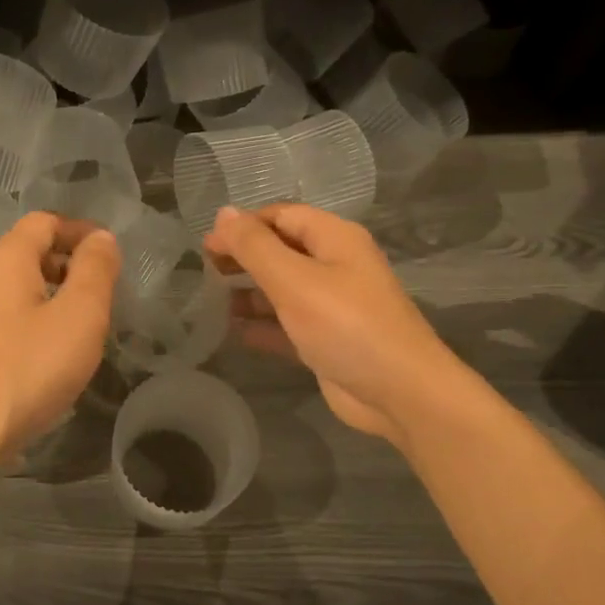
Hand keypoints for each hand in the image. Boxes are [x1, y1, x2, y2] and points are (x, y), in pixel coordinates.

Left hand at [0, 213, 121, 465]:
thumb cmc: (31, 367)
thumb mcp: (80, 314)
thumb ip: (95, 269)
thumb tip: (101, 238)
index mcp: (6, 259)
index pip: (45, 222)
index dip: (81, 231)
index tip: (112, 255)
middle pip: (30, 251)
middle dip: (70, 263)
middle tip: (104, 292)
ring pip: (20, 287)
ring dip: (56, 293)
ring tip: (86, 323)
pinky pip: (10, 316)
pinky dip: (38, 319)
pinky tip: (55, 352)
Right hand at [205, 203, 453, 443]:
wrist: (399, 392)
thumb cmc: (345, 325)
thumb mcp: (294, 280)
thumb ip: (254, 247)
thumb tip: (222, 213)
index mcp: (334, 239)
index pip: (281, 216)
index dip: (242, 226)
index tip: (206, 246)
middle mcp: (335, 266)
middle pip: (281, 250)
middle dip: (244, 257)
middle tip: (205, 272)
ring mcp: (332, 305)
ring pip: (282, 288)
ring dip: (249, 292)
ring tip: (211, 301)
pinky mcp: (327, 340)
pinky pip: (287, 324)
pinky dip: (263, 325)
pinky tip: (233, 332)